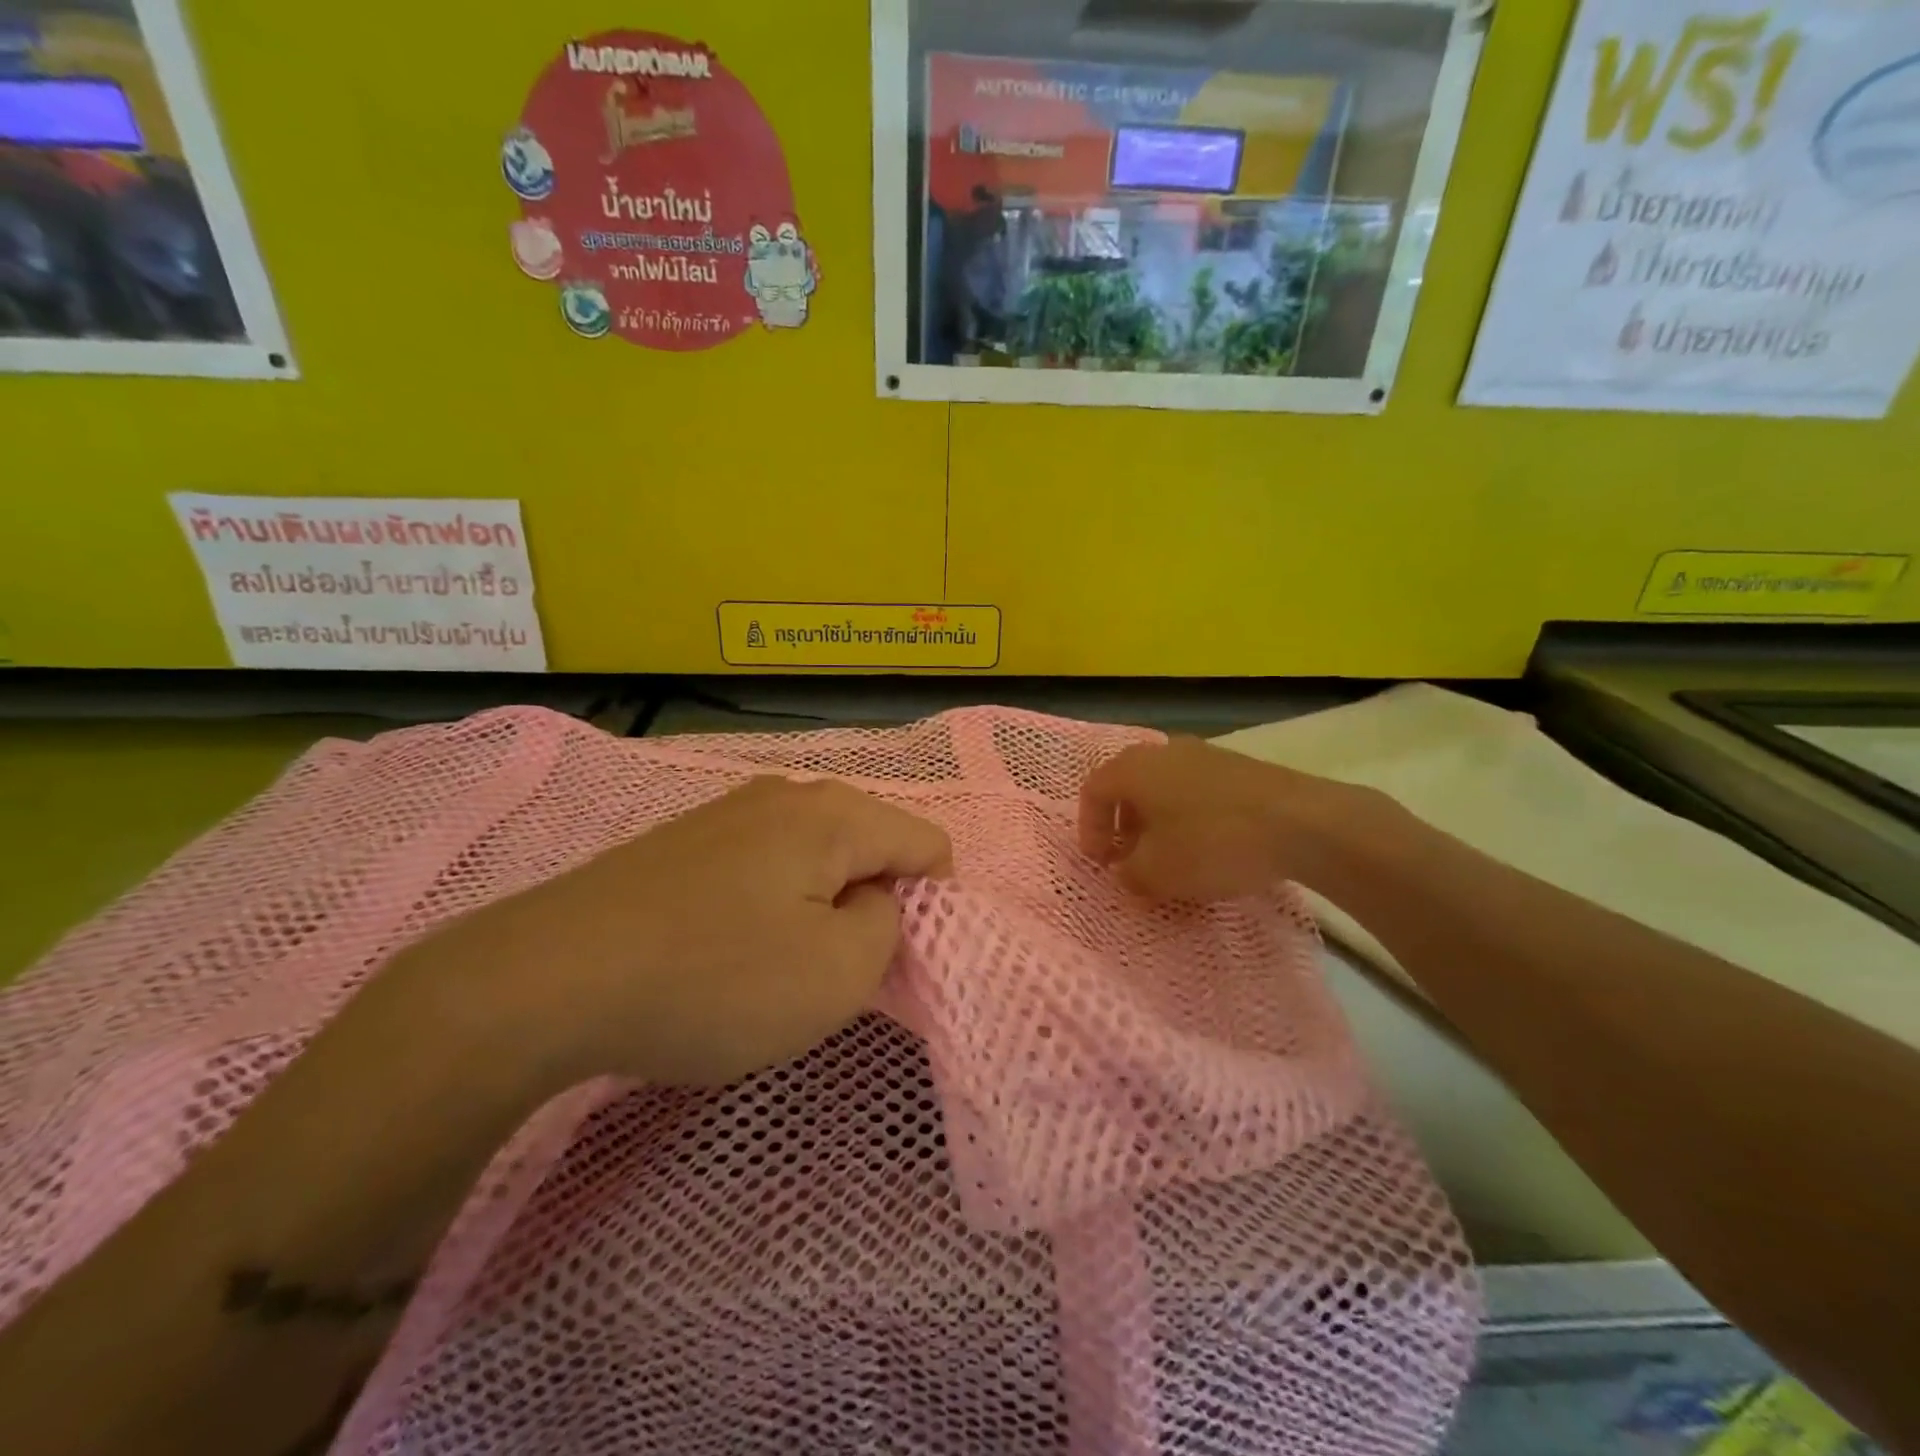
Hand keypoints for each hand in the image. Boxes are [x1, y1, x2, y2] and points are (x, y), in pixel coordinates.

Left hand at [439, 776, 951, 1087]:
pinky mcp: (686, 843)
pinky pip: (763, 869)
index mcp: (835, 814)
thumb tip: (872, 902)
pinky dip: (770, 908)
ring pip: (814, 859)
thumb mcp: (837, 974)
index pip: (927, 843)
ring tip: (779, 967)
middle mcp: (787, 795)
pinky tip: (728, 952)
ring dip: (817, 910)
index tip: (894, 960)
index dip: (932, 904)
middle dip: (872, 906)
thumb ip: (887, 928)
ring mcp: (729, 813)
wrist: (548, 979)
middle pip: (869, 846)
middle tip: (836, 971)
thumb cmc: (714, 978)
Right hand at [1078, 737, 1376, 900]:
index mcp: (1133, 768)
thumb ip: (1129, 873)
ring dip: (1157, 822)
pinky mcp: (1239, 766)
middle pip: (1128, 786)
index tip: (1102, 864)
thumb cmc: (1211, 843)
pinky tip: (1209, 846)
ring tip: (1171, 856)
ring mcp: (1205, 754)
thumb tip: (1126, 870)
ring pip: (1164, 787)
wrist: (1302, 822)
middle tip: (1131, 859)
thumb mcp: (1157, 872)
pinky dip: (1189, 816)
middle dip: (1123, 826)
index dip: (1089, 830)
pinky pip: (1196, 790)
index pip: (1092, 792)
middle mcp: (1163, 751)